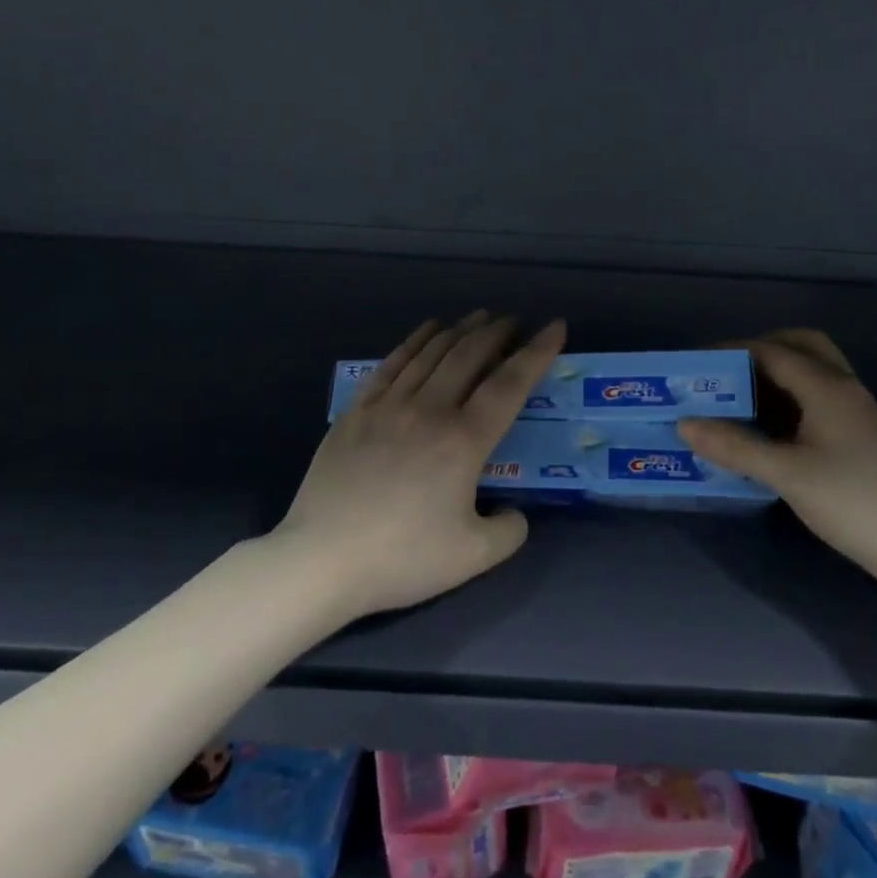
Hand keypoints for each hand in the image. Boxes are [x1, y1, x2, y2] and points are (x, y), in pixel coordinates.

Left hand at [277, 312, 565, 619]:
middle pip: (469, 355)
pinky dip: (415, 341)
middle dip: (497, 332)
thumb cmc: (401, 558)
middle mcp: (429, 409)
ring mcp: (389, 405)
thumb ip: (509, 531)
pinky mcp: (357, 411)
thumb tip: (513, 512)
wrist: (321, 561)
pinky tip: (426, 331)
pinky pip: (392, 363)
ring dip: (460, 329)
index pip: (510, 384)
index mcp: (463, 440)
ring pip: (431, 352)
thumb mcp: (473, 557)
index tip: (555, 326)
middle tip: (513, 321)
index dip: (537, 352)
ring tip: (478, 317)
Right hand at [677, 329, 876, 584]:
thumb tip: (684, 424)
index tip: (695, 366)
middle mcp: (841, 387)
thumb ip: (734, 446)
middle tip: (724, 374)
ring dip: (773, 376)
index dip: (730, 352)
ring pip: (809, 373)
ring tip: (734, 398)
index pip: (771, 351)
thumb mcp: (786, 474)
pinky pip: (813, 399)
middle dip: (758, 351)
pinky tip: (763, 428)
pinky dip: (785, 400)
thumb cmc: (852, 502)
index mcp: (827, 386)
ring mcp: (851, 411)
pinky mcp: (853, 435)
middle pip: (799, 346)